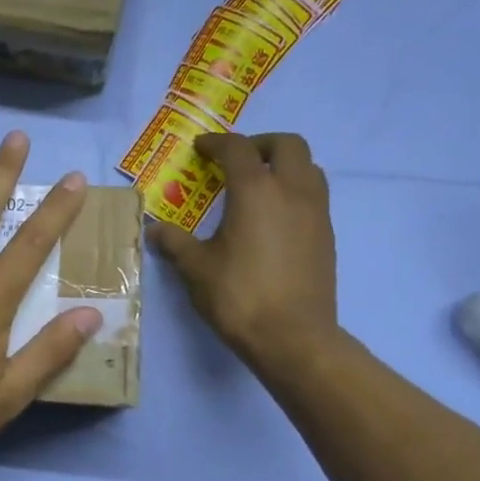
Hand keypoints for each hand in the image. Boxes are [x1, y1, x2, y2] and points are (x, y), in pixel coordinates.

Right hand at [149, 132, 338, 371]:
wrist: (293, 337)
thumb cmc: (239, 296)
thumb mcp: (196, 269)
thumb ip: (174, 243)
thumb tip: (153, 230)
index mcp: (256, 191)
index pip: (237, 149)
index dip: (216, 143)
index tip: (200, 149)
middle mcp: (292, 191)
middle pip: (287, 145)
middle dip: (259, 145)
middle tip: (235, 160)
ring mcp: (316, 212)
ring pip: (308, 167)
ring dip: (283, 165)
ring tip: (257, 186)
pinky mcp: (326, 236)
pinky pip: (313, 195)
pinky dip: (293, 191)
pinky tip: (272, 218)